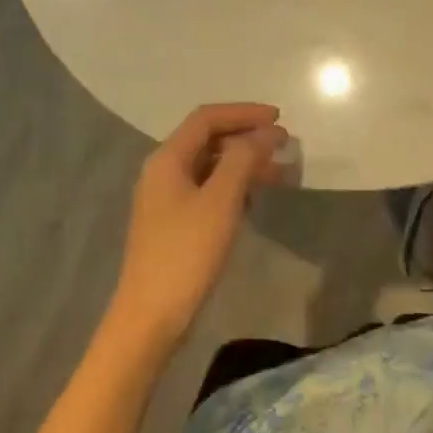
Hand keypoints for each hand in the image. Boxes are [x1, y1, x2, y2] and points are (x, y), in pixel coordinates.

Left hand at [109, 103, 286, 348]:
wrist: (149, 319)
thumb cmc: (186, 254)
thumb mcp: (221, 201)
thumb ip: (244, 159)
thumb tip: (266, 132)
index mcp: (168, 159)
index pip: (207, 118)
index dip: (244, 113)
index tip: (279, 119)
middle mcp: (163, 171)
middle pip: (208, 139)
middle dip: (247, 137)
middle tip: (283, 146)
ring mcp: (166, 198)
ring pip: (210, 165)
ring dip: (244, 163)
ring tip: (279, 173)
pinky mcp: (173, 223)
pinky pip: (207, 189)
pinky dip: (233, 185)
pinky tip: (253, 199)